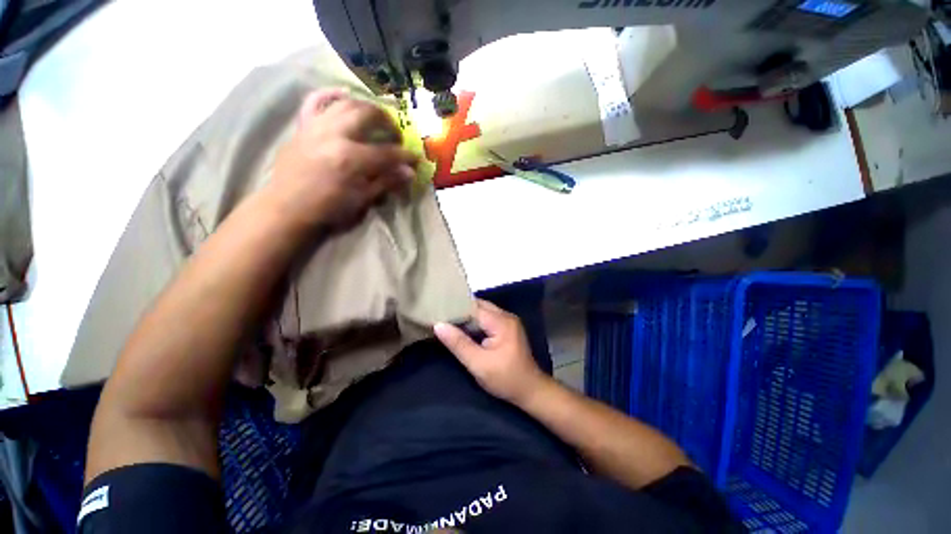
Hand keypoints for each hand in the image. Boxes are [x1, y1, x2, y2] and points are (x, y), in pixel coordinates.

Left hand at [266, 88, 418, 230]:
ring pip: (346, 103)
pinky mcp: (303, 126)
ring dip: (366, 107)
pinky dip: (331, 95)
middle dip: (388, 123)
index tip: (416, 160)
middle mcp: (335, 134)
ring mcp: (316, 126)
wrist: (288, 210)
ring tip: (376, 119)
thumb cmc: (329, 211)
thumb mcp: (363, 200)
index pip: (388, 152)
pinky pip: (315, 101)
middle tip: (396, 136)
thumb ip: (386, 182)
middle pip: (368, 115)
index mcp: (351, 158)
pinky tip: (344, 95)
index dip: (406, 156)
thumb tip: (409, 172)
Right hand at [434, 299, 550, 404]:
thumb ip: (458, 344)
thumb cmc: (505, 379)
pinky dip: (476, 322)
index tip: (438, 311)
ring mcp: (508, 321)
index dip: (456, 309)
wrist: (530, 390)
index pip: (474, 307)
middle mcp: (506, 316)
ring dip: (468, 316)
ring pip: (483, 311)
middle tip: (441, 316)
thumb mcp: (478, 364)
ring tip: (448, 321)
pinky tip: (464, 329)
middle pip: (480, 306)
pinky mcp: (508, 328)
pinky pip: (488, 318)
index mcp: (501, 322)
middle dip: (461, 310)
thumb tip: (439, 325)